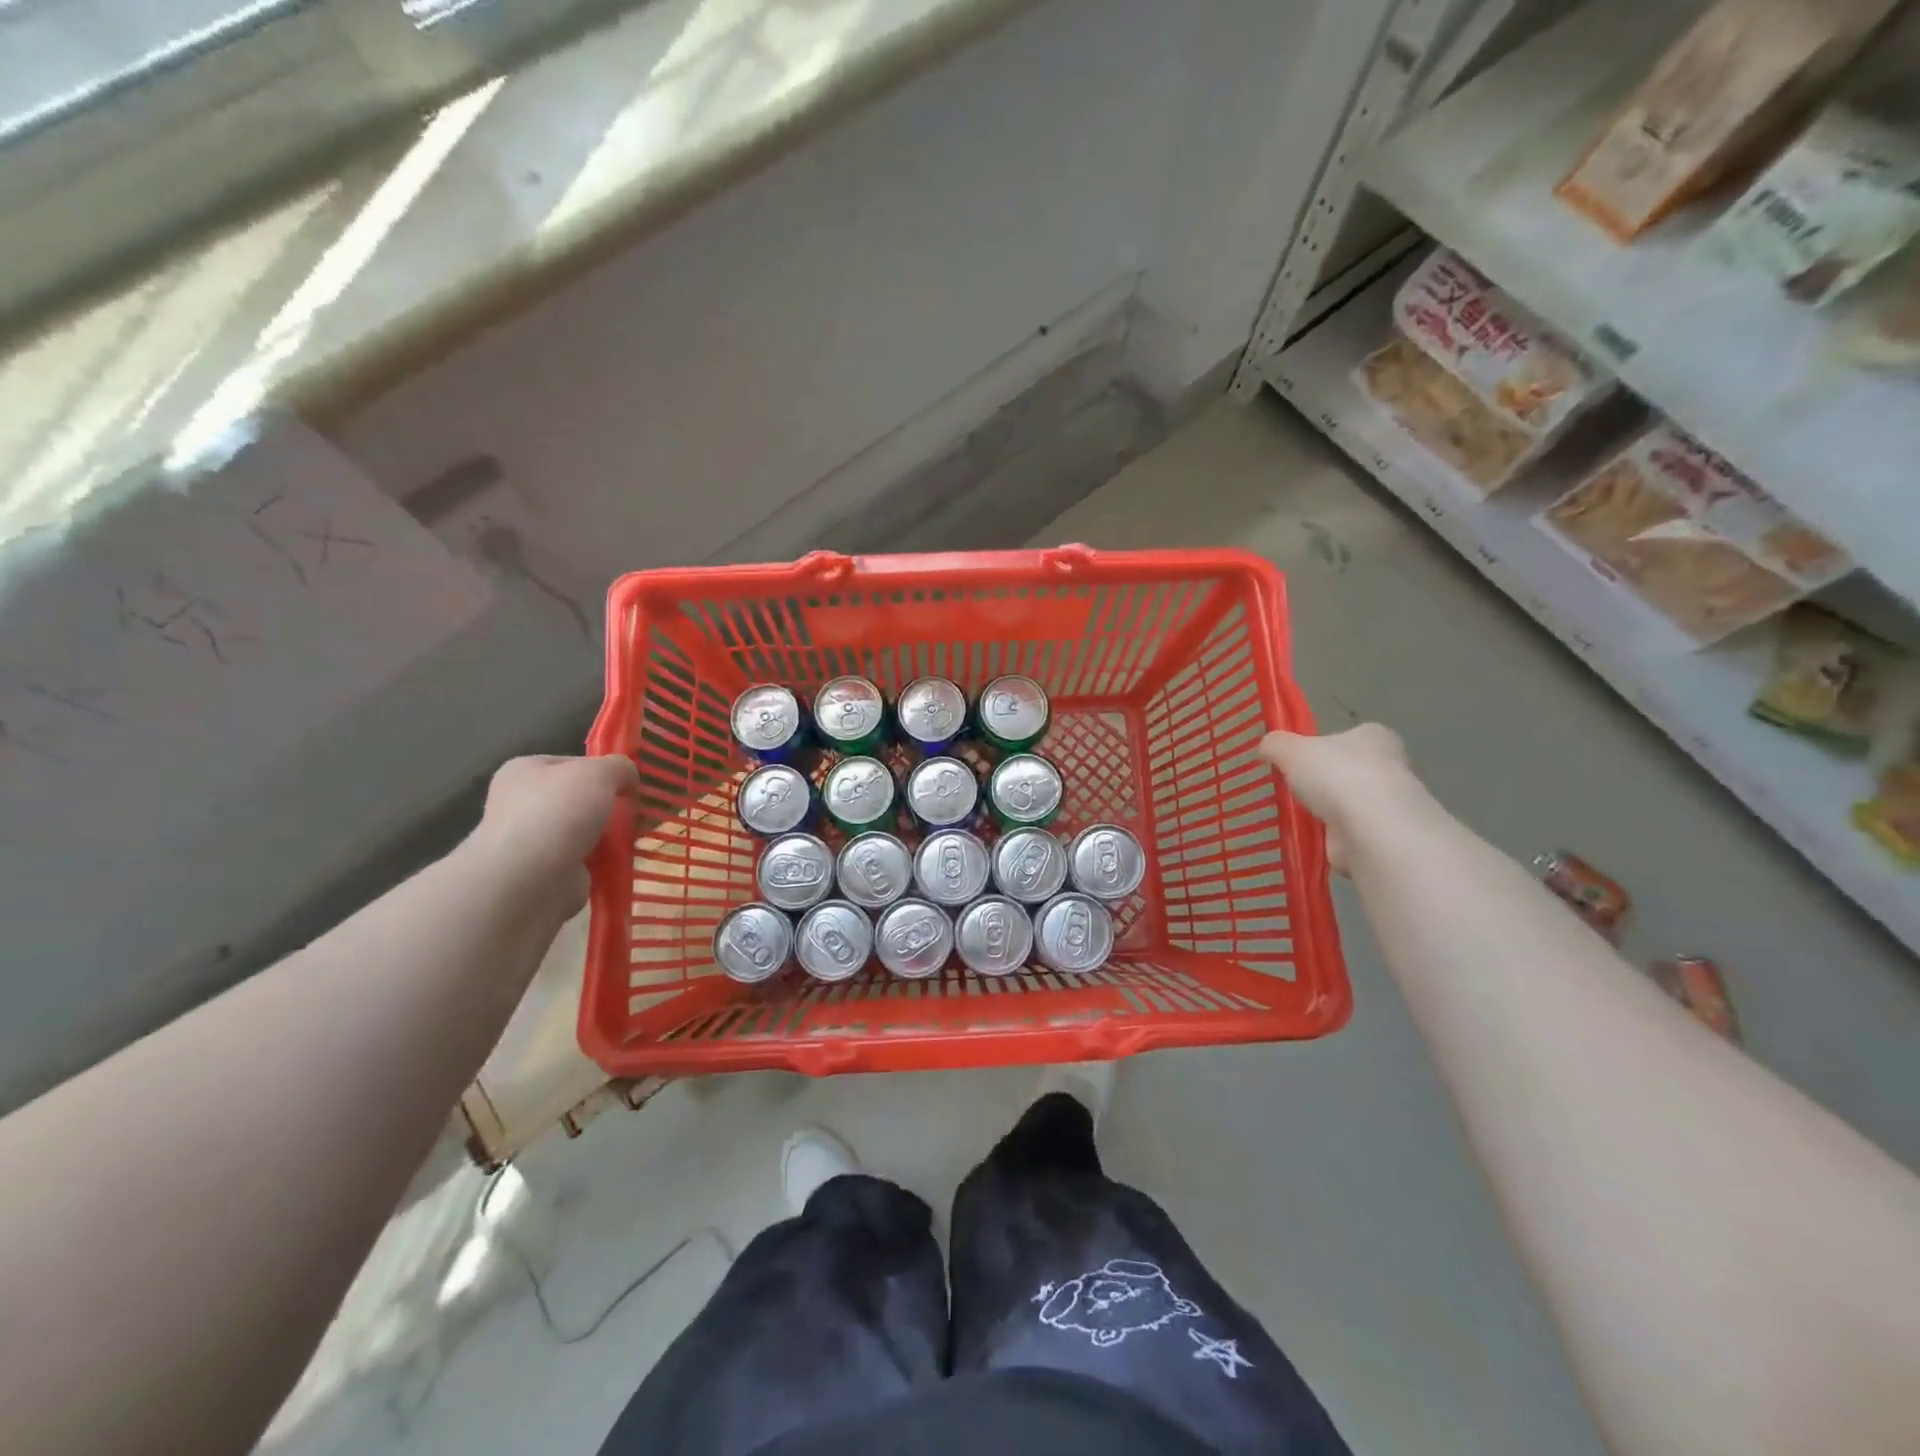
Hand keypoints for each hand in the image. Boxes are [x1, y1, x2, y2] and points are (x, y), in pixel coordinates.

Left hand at [466, 755, 640, 916]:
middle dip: (607, 805)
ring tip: (633, 837)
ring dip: (607, 835)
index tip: (627, 784)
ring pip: (583, 830)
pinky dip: (602, 861)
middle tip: (634, 811)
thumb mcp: (600, 773)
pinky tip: (619, 861)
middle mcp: (521, 803)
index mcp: (524, 771)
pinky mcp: (545, 872)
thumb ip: (620, 767)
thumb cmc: (558, 812)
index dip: (602, 770)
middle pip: (578, 798)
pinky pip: (584, 860)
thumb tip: (628, 779)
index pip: (571, 763)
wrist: (531, 879)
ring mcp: (531, 840)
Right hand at [1259, 724, 1419, 874]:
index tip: (1302, 760)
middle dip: (1327, 781)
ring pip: (1351, 803)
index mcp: (1374, 737)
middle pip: (1351, 770)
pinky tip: (1311, 838)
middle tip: (1296, 788)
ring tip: (1298, 815)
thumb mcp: (1291, 750)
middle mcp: (1390, 766)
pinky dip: (1331, 836)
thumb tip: (1267, 746)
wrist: (1370, 828)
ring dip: (1329, 811)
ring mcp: (1390, 805)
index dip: (1326, 747)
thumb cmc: (1336, 775)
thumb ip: (1276, 744)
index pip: (1350, 736)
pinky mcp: (1383, 837)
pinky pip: (1349, 833)